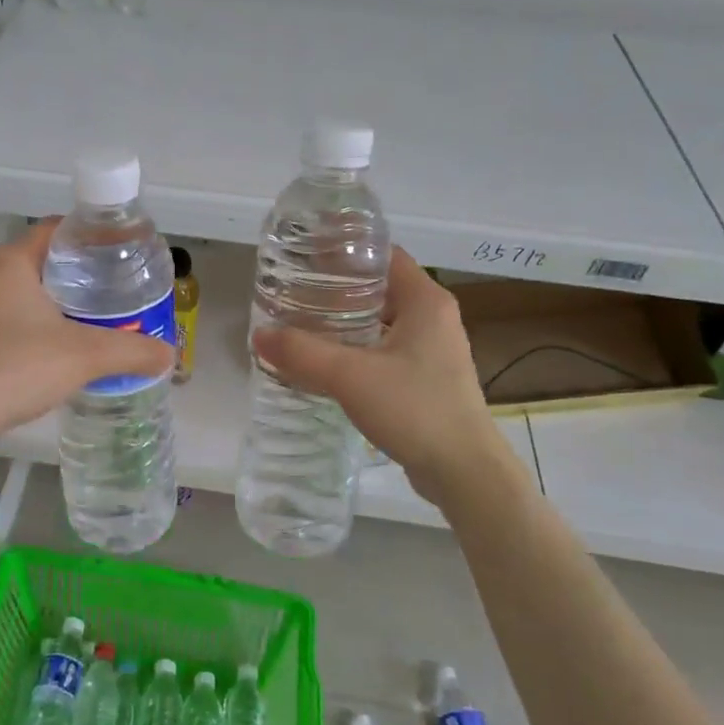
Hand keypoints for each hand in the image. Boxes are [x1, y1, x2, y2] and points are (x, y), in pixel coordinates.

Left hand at [0, 221, 175, 444]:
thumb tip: (169, 354)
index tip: (121, 250)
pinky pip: (11, 317)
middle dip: (80, 272)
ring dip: (58, 300)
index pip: (57, 230)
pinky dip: (38, 322)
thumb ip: (132, 351)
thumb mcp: (85, 355)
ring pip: (26, 291)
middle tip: (116, 286)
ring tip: (96, 316)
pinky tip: (60, 346)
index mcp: (11, 262)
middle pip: (43, 260)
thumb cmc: (18, 367)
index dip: (91, 236)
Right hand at [252, 246, 504, 486]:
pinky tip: (327, 362)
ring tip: (302, 324)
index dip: (345, 252)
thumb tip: (258, 334)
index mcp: (426, 300)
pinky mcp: (428, 378)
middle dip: (336, 288)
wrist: (465, 473)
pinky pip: (385, 349)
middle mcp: (434, 317)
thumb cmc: (415, 409)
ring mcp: (433, 350)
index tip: (305, 256)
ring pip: (381, 321)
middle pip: (379, 287)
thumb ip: (302, 352)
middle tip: (294, 291)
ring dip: (345, 321)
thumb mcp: (350, 376)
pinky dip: (357, 348)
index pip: (382, 255)